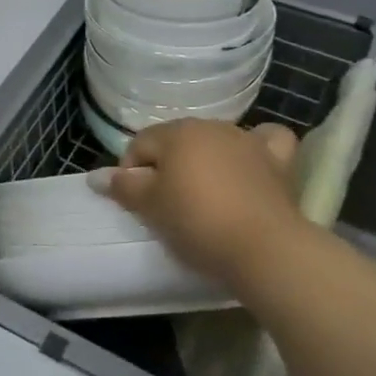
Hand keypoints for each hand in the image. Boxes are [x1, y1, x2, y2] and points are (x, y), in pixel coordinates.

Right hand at [98, 119, 305, 285]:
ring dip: (204, 160)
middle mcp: (212, 127)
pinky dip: (256, 148)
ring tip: (203, 195)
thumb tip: (96, 176)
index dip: (130, 172)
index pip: (140, 144)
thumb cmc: (196, 222)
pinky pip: (266, 142)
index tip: (135, 204)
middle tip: (164, 204)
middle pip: (176, 141)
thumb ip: (122, 187)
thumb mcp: (150, 207)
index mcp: (177, 132)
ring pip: (216, 141)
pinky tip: (250, 162)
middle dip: (166, 165)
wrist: (263, 249)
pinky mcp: (278, 162)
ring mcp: (248, 141)